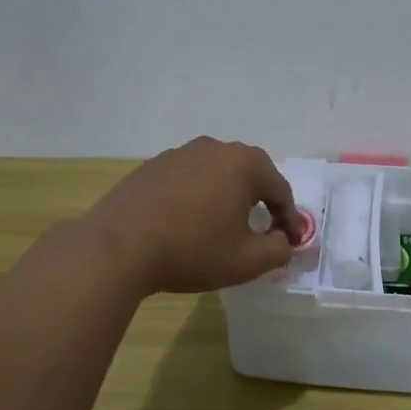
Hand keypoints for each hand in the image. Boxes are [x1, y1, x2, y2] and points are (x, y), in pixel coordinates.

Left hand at [87, 137, 305, 295]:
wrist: (118, 248)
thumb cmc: (192, 251)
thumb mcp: (247, 261)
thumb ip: (278, 250)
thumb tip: (283, 241)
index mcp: (243, 164)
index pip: (280, 190)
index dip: (290, 219)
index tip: (292, 242)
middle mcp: (213, 148)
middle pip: (249, 174)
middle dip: (262, 201)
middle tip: (266, 229)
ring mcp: (179, 153)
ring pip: (217, 174)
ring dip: (227, 196)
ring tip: (225, 225)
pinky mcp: (152, 166)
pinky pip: (188, 179)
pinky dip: (198, 197)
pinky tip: (189, 222)